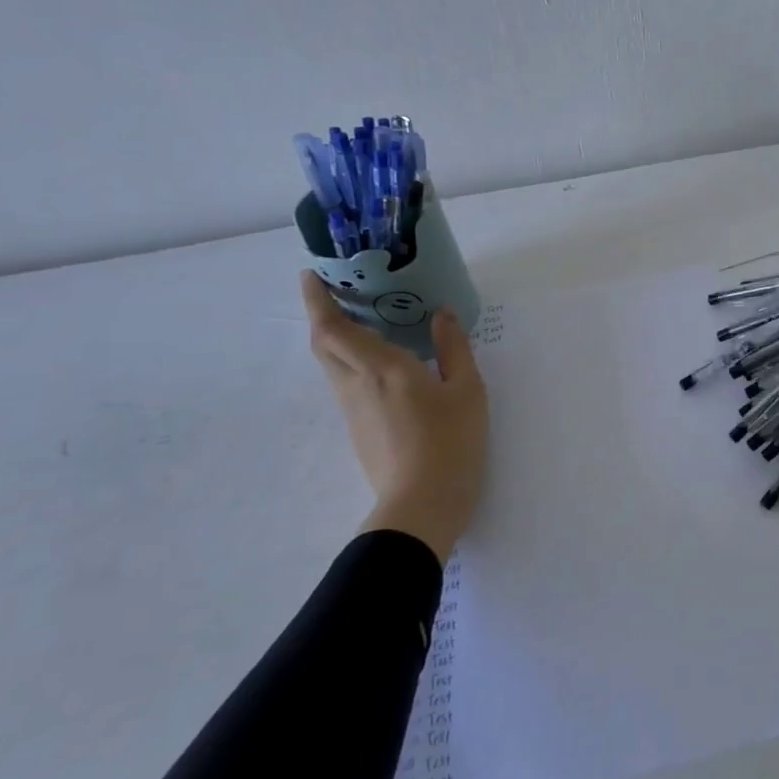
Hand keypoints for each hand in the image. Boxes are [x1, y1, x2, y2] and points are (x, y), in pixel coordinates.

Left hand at [300, 271, 488, 561]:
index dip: (316, 300)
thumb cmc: (451, 441)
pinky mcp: (359, 429)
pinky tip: (385, 364)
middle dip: (323, 314)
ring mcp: (353, 410)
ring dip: (339, 339)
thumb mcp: (467, 389)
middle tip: (342, 293)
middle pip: (324, 344)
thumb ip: (454, 347)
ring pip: (334, 364)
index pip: (333, 328)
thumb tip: (442, 313)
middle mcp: (356, 385)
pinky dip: (355, 361)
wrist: (423, 504)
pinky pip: (348, 382)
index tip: (311, 274)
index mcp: (381, 369)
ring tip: (368, 323)